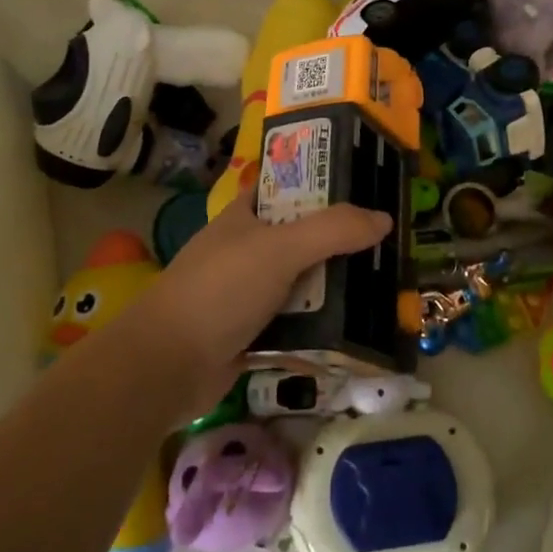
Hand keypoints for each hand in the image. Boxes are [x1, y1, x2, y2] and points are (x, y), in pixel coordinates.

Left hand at [133, 192, 390, 413]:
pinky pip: (295, 326)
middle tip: (386, 246)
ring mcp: (248, 294)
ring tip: (382, 289)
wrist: (166, 367)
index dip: (322, 184)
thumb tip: (384, 218)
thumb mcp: (279, 249)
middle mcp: (247, 250)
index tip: (366, 188)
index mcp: (245, 216)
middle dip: (339, 243)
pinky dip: (319, 330)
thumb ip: (333, 230)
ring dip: (333, 290)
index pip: (287, 187)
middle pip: (302, 238)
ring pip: (301, 284)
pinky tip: (354, 333)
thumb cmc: (220, 290)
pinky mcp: (251, 334)